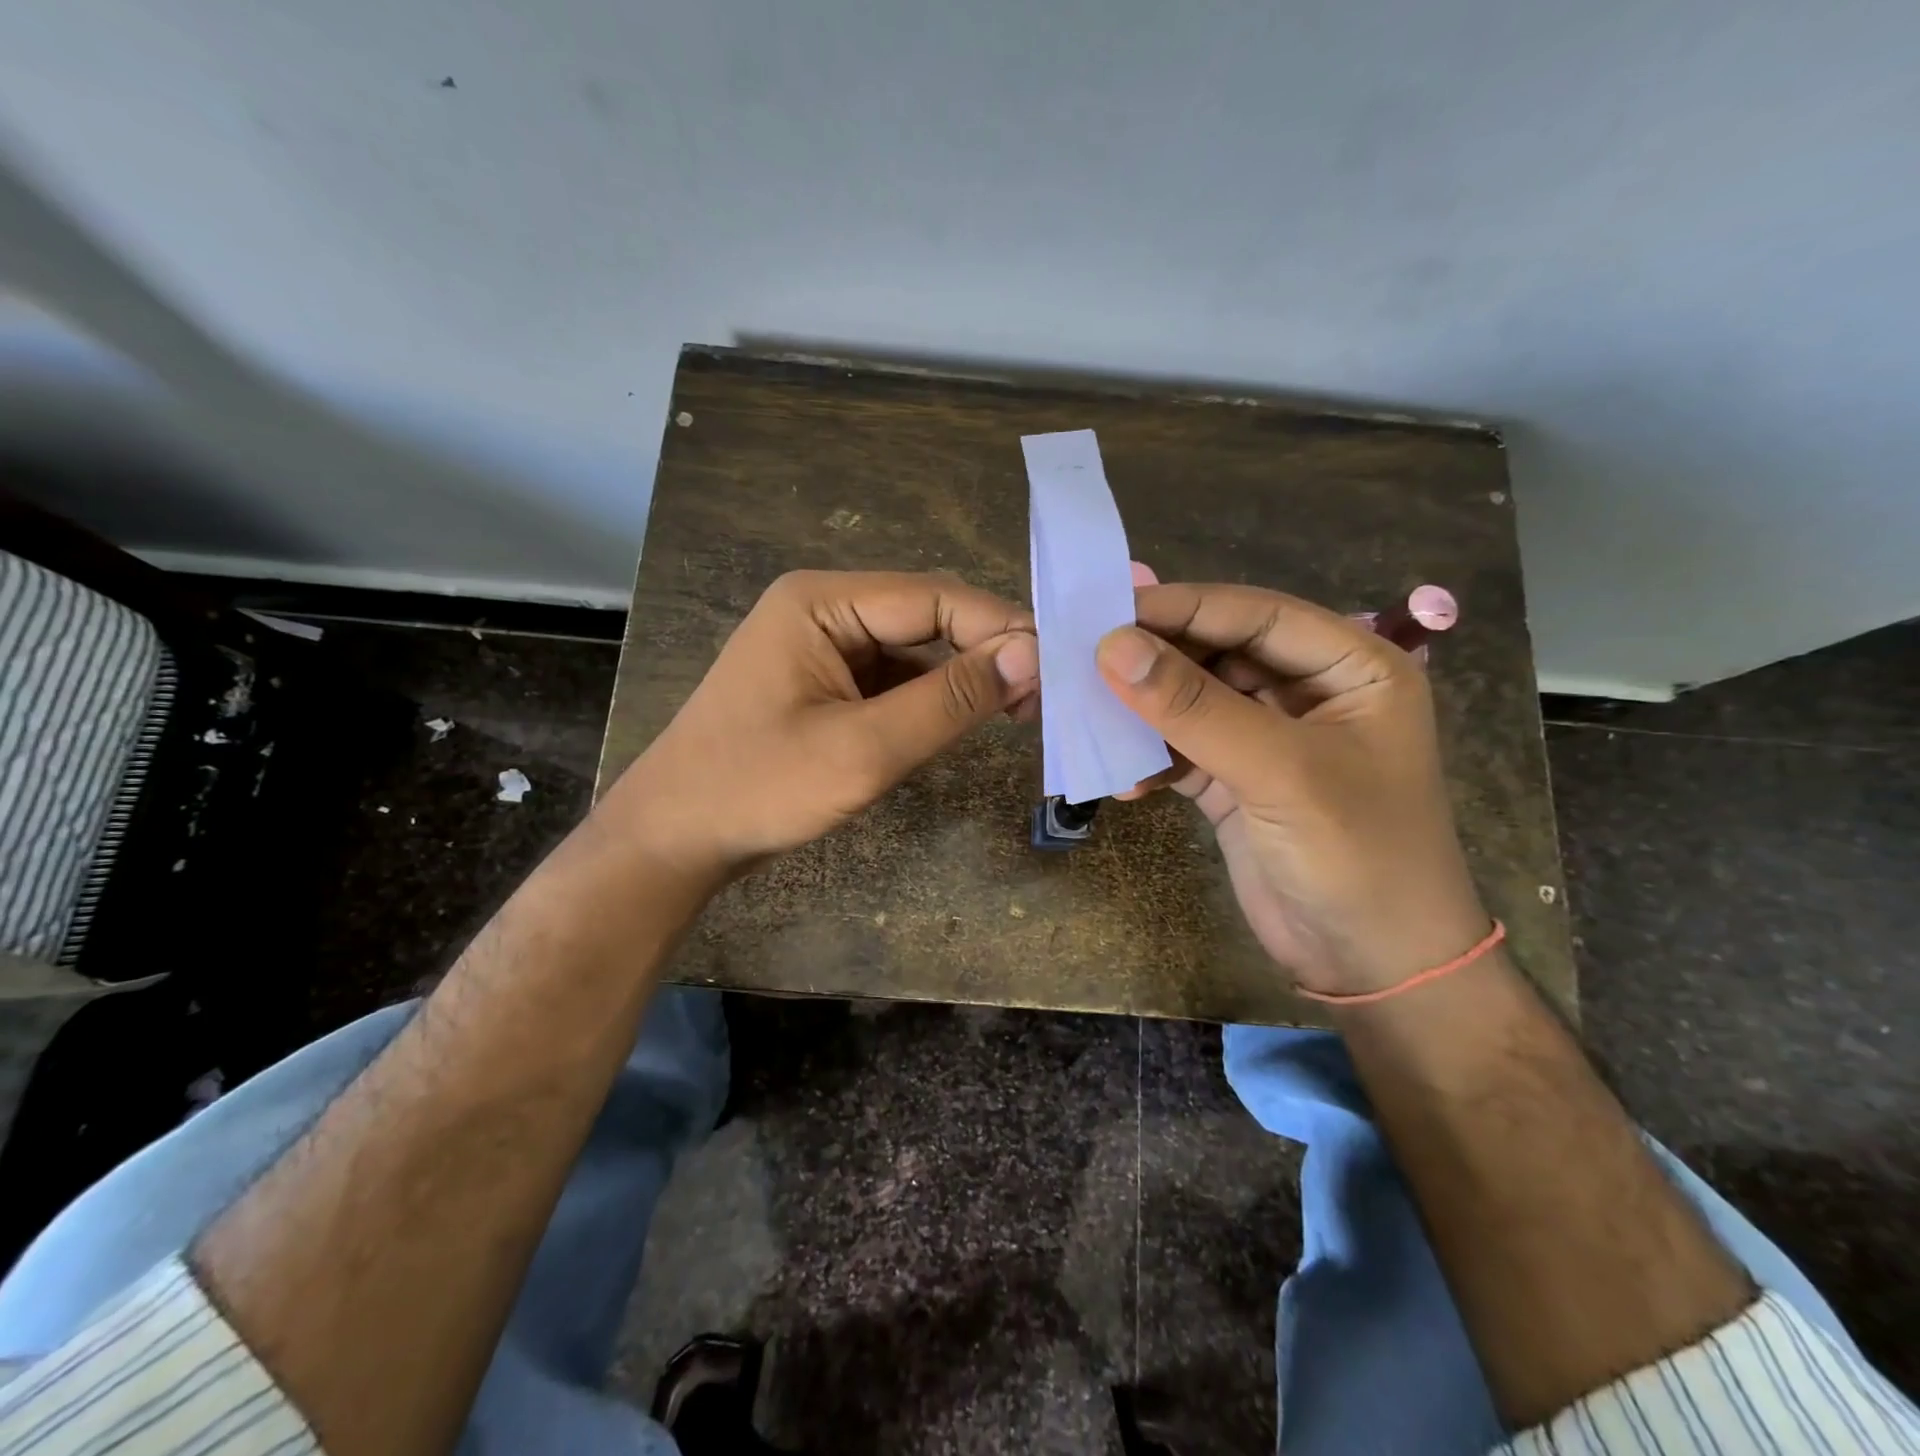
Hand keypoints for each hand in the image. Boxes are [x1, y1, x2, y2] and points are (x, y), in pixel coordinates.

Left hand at [605, 570, 1037, 885]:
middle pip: (927, 616)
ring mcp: (823, 646)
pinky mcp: (826, 682)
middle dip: (986, 652)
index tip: (1055, 670)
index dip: (999, 628)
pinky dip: (932, 697)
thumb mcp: (863, 749)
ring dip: (964, 677)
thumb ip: (949, 700)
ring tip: (1019, 711)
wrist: (675, 838)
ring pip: (915, 649)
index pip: (934, 597)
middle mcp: (823, 609)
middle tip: (1043, 698)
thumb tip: (1031, 654)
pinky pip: (894, 678)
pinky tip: (965, 720)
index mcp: (821, 603)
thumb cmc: (759, 788)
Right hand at [1096, 583, 1488, 995]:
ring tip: (1090, 716)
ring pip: (1193, 701)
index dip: (1184, 608)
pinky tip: (1124, 781)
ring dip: (1145, 712)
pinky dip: (1150, 760)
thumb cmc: (1356, 856)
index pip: (1257, 615)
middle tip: (1086, 659)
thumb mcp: (1278, 772)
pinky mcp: (1236, 779)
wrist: (1373, 967)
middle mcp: (1310, 691)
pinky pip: (1182, 749)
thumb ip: (1193, 706)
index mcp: (1351, 667)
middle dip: (1157, 660)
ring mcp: (1269, 738)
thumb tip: (1112, 645)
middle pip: (1219, 653)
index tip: (1109, 611)